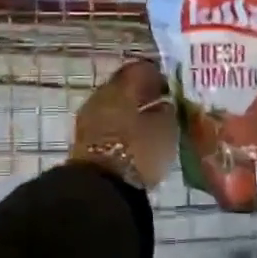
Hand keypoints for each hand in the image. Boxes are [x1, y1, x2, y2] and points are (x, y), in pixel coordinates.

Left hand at [71, 58, 176, 189]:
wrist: (99, 188)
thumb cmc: (136, 152)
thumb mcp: (163, 132)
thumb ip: (167, 114)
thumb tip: (167, 105)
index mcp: (121, 87)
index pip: (140, 69)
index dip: (157, 76)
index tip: (171, 86)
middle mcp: (101, 95)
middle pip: (124, 86)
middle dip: (143, 93)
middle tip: (163, 104)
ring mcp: (89, 116)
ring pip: (115, 105)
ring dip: (131, 110)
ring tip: (152, 124)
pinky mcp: (84, 139)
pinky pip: (108, 122)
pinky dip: (122, 125)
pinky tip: (138, 137)